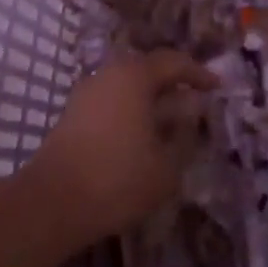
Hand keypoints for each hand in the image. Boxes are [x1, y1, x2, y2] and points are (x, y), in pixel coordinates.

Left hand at [25, 50, 214, 247]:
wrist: (50, 204)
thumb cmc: (117, 178)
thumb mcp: (166, 166)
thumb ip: (184, 138)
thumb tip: (190, 119)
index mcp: (135, 76)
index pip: (174, 62)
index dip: (198, 74)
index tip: (217, 86)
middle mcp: (108, 75)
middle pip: (146, 69)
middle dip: (172, 83)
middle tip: (193, 98)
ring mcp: (85, 94)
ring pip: (126, 86)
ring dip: (149, 99)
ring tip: (169, 120)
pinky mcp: (71, 116)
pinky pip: (110, 102)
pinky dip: (130, 111)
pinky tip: (140, 136)